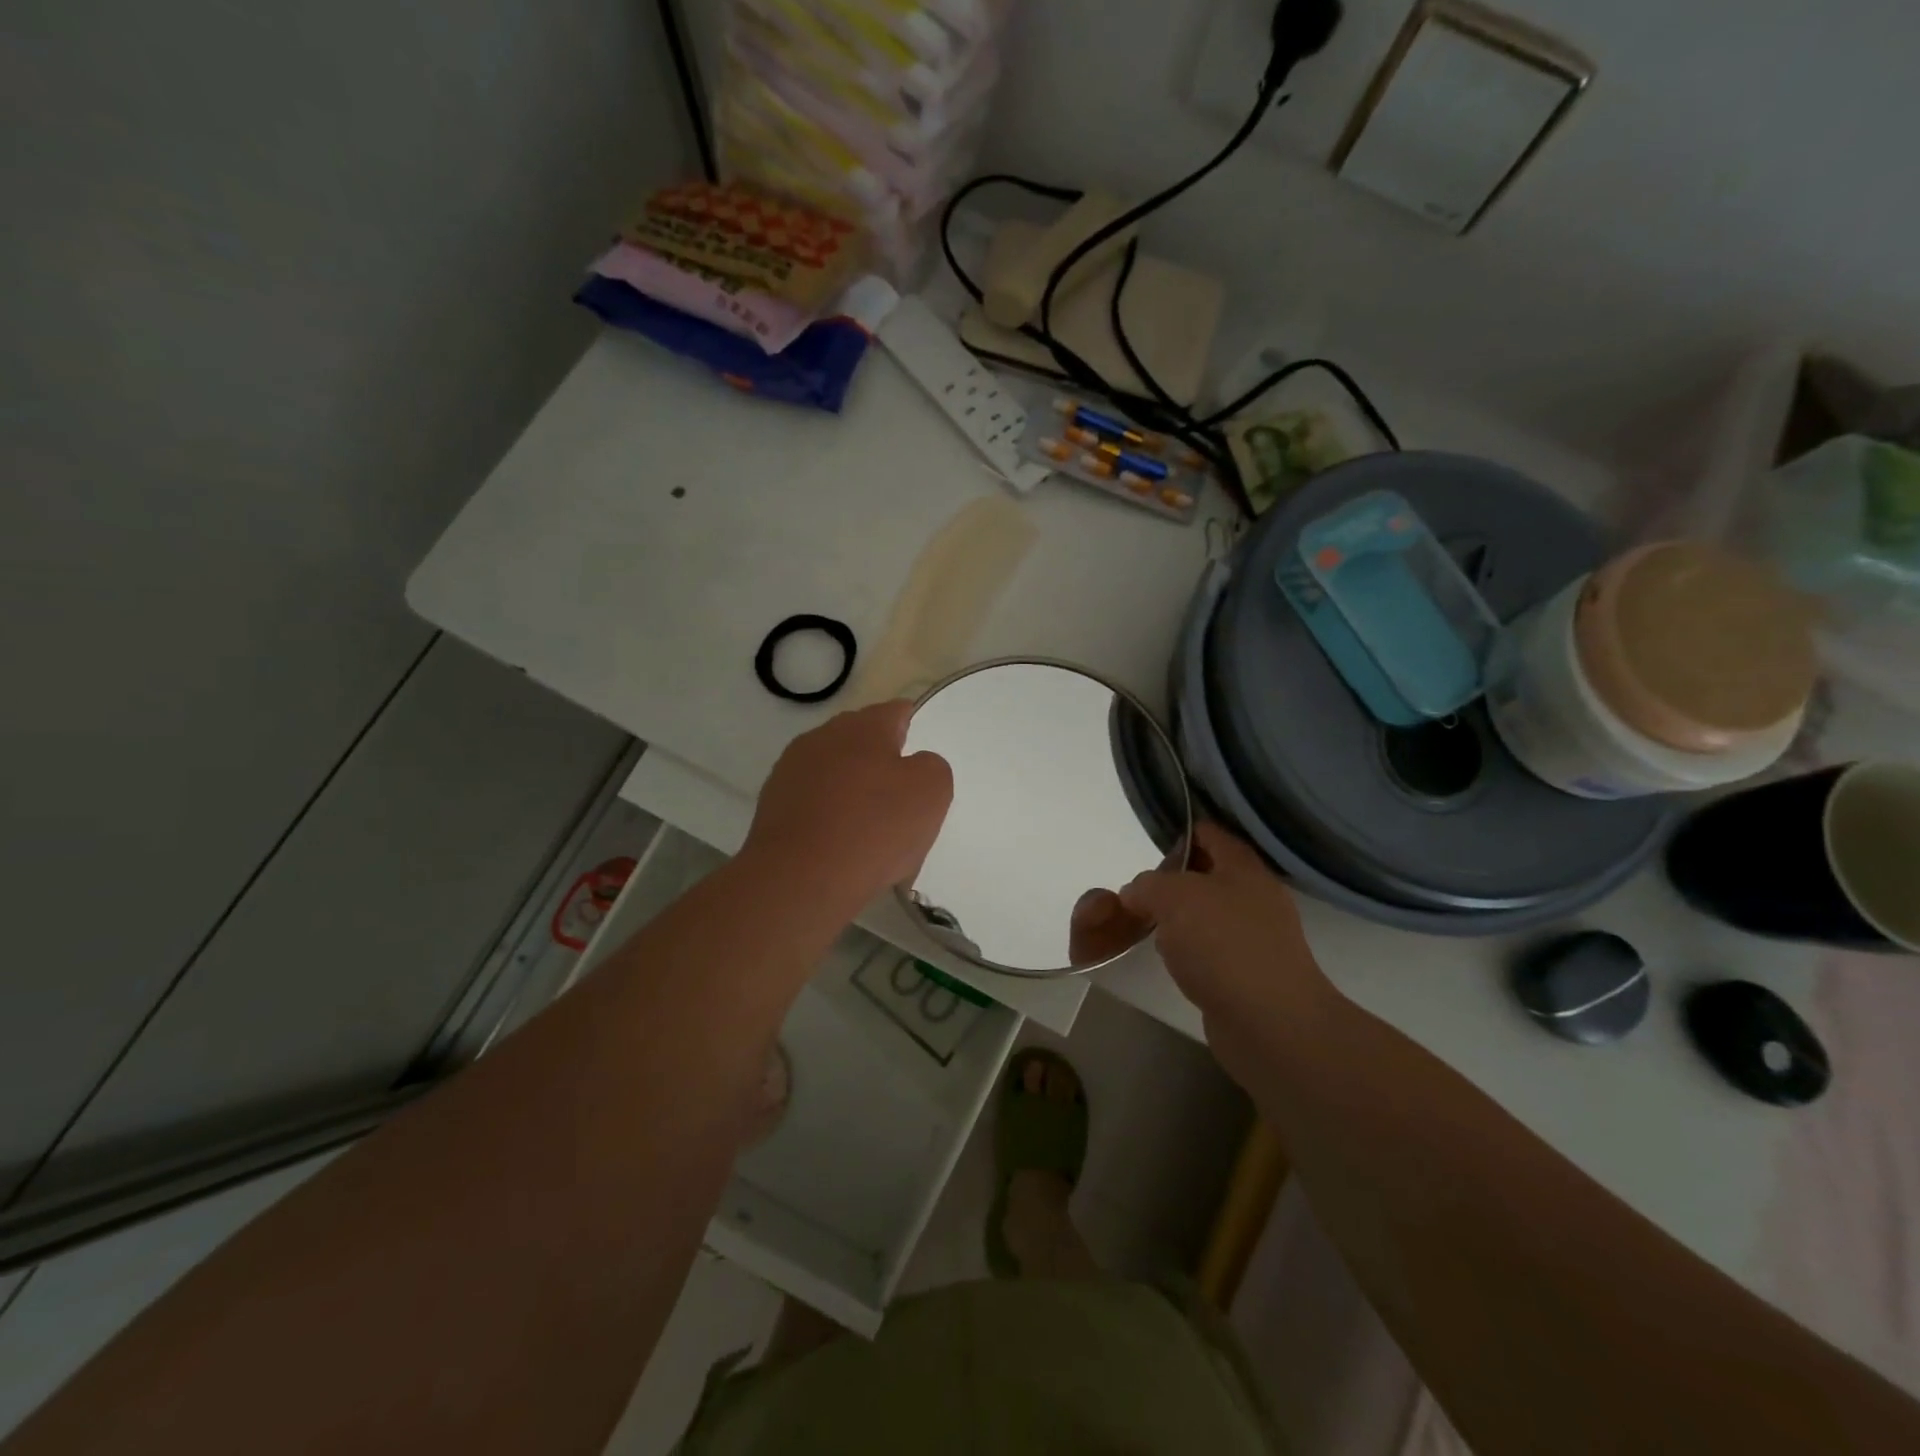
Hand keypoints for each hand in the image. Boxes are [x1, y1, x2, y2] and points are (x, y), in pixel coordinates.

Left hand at [742, 701, 953, 916]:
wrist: (799, 879)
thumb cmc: (874, 828)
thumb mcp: (931, 792)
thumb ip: (931, 766)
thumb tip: (912, 766)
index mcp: (863, 726)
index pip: (896, 712)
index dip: (913, 731)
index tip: (922, 761)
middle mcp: (822, 737)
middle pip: (862, 742)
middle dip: (881, 764)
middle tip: (901, 801)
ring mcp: (790, 770)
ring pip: (834, 773)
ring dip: (852, 791)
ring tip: (870, 831)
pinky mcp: (772, 805)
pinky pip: (813, 803)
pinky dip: (828, 817)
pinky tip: (840, 847)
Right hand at [1118, 823, 1334, 1057]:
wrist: (1270, 1023)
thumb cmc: (1223, 945)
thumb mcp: (1173, 897)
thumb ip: (1147, 885)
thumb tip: (1137, 894)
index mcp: (1244, 868)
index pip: (1209, 833)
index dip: (1178, 833)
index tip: (1146, 848)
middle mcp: (1254, 897)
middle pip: (1205, 875)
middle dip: (1170, 882)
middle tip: (1140, 894)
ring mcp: (1254, 938)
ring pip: (1205, 915)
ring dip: (1176, 919)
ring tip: (1147, 928)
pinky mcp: (1246, 974)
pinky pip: (1209, 950)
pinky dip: (1187, 952)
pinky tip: (1170, 961)